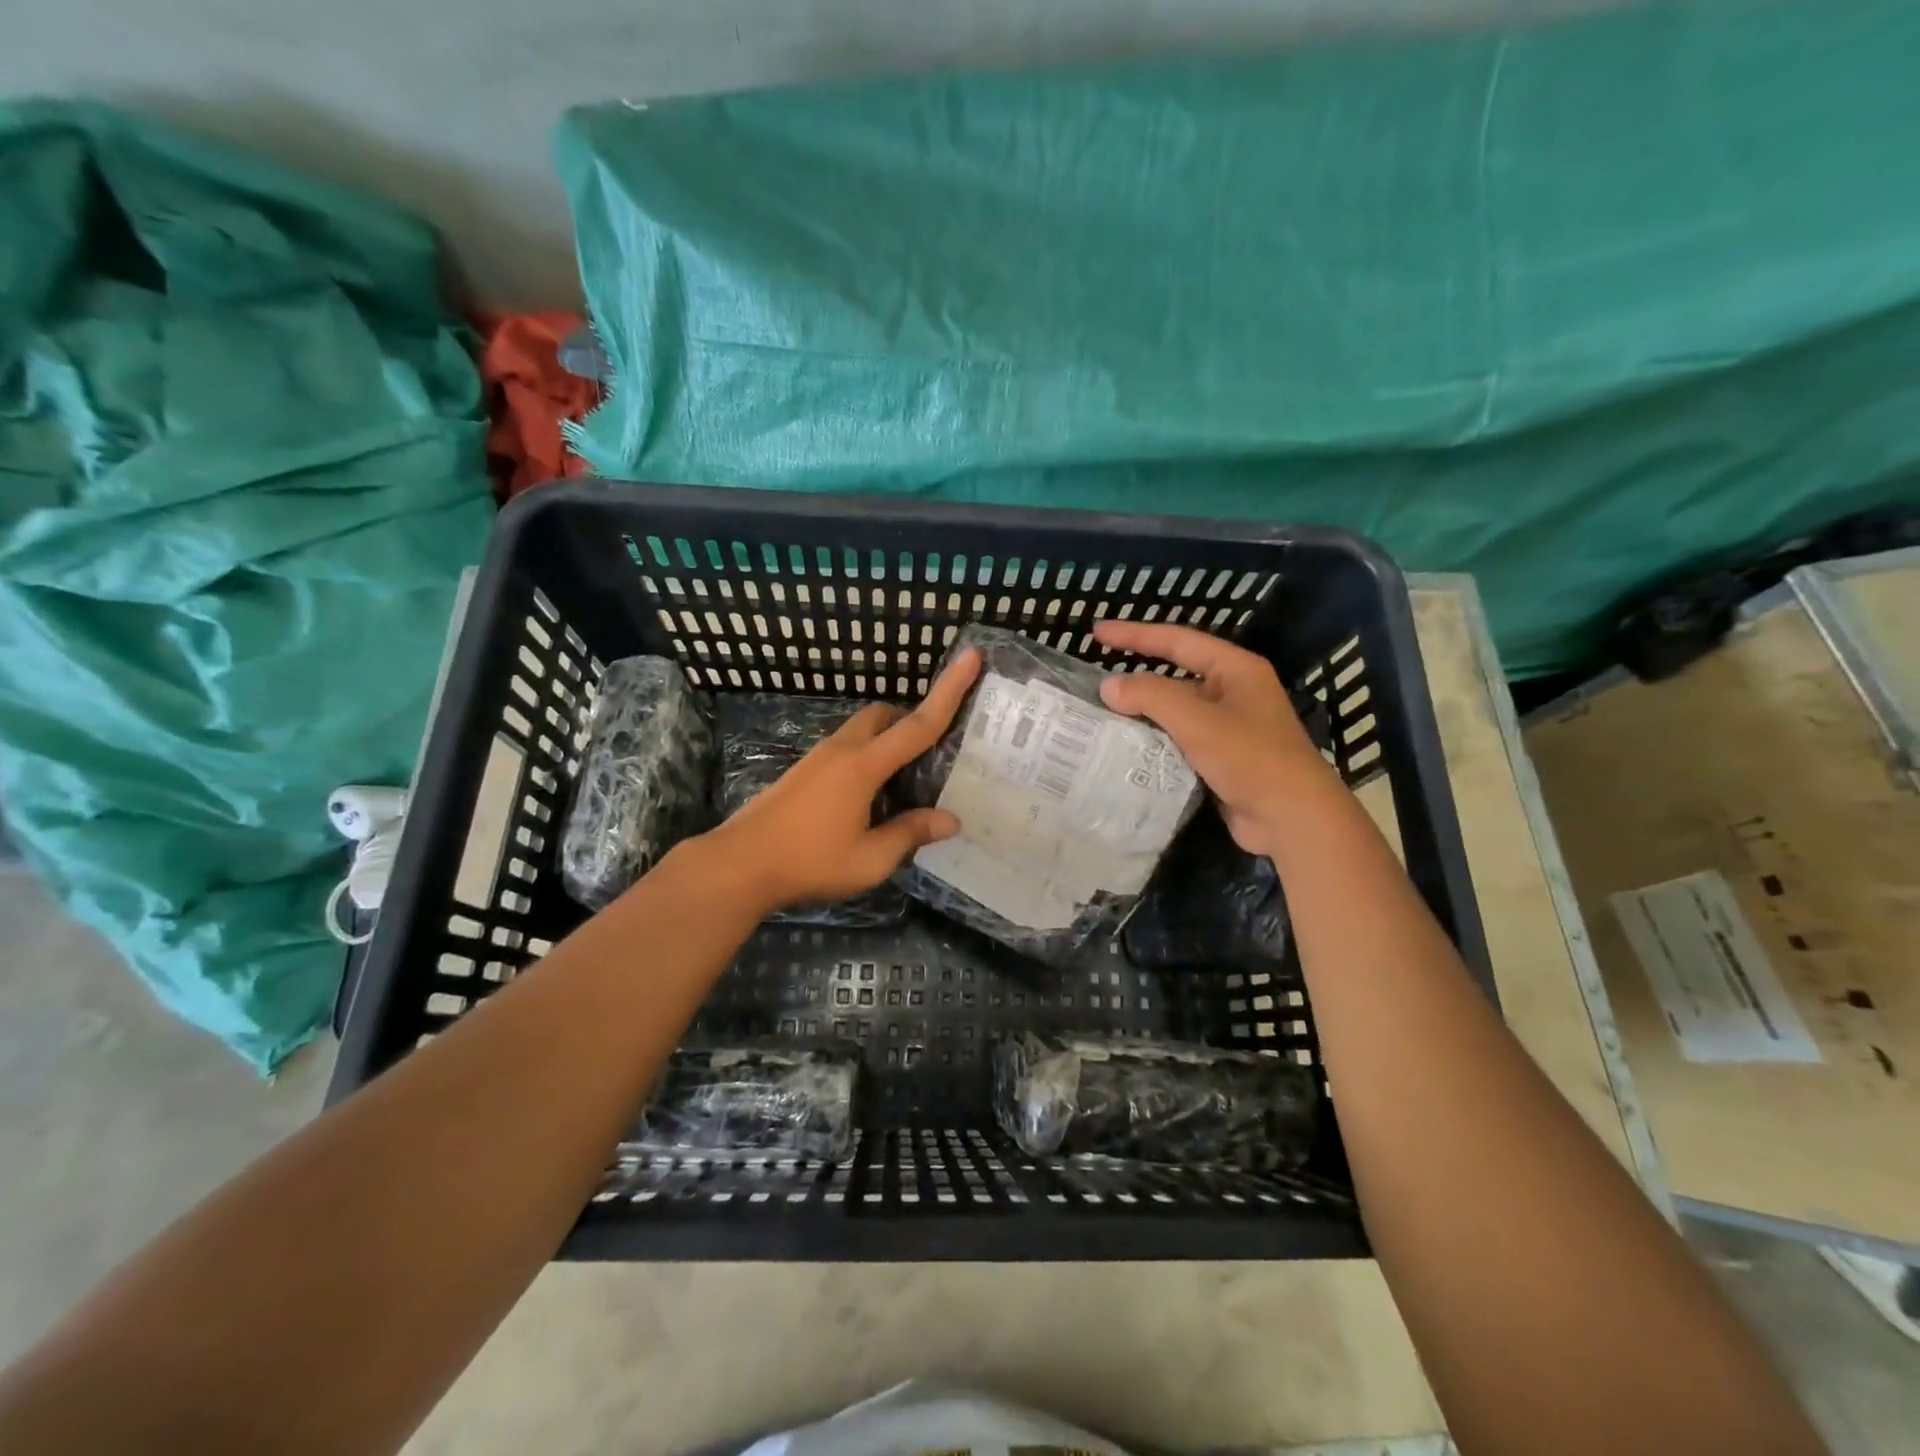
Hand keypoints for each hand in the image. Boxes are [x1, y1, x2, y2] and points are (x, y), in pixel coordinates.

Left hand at [702, 648, 983, 913]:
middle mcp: (842, 751)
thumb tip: (950, 820)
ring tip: (905, 779)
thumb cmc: (809, 861)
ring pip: (861, 730)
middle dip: (911, 717)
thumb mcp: (870, 859)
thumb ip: (910, 834)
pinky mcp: (802, 772)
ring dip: (887, 738)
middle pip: (883, 715)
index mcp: (864, 765)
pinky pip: (845, 748)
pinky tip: (869, 796)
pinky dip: (867, 755)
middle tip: (933, 749)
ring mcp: (817, 758)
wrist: (739, 865)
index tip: (971, 656)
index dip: (949, 691)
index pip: (918, 724)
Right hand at [1092, 620, 1335, 855]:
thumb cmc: (1252, 759)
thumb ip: (1151, 697)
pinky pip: (1179, 741)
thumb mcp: (1198, 721)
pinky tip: (1125, 749)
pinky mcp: (1221, 759)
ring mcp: (1228, 727)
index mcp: (1235, 670)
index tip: (1097, 632)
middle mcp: (1232, 692)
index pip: (1177, 641)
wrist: (1293, 819)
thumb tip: (1109, 686)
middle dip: (1136, 679)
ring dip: (1142, 714)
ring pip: (1175, 712)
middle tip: (1094, 682)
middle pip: (1175, 676)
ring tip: (1100, 717)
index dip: (1135, 634)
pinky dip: (1154, 742)